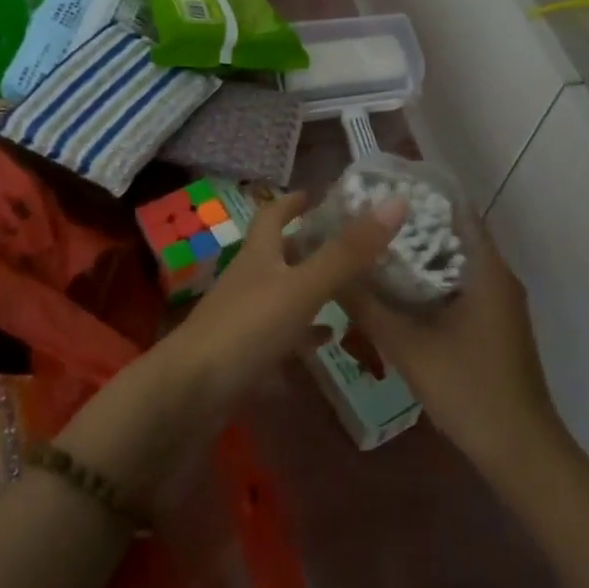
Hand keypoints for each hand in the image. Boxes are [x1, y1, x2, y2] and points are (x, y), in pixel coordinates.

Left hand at [170, 188, 406, 406]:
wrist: (192, 392)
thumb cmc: (248, 328)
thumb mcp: (303, 287)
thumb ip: (347, 251)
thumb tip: (396, 202)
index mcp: (259, 254)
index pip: (272, 214)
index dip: (293, 202)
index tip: (318, 195)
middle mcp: (249, 278)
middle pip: (280, 253)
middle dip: (310, 244)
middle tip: (351, 243)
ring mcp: (244, 316)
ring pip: (283, 292)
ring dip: (311, 287)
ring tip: (351, 288)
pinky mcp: (245, 351)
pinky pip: (282, 333)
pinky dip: (304, 331)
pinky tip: (327, 338)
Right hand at [340, 219, 560, 474]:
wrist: (520, 450)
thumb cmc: (468, 388)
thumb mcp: (407, 346)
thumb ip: (366, 305)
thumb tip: (328, 271)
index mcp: (487, 270)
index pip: (456, 209)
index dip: (419, 195)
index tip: (380, 189)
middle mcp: (498, 277)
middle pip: (453, 234)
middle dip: (411, 225)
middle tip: (364, 220)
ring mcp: (499, 304)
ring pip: (455, 263)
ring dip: (419, 255)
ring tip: (372, 248)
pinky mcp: (494, 325)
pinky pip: (459, 287)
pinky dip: (430, 282)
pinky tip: (396, 292)